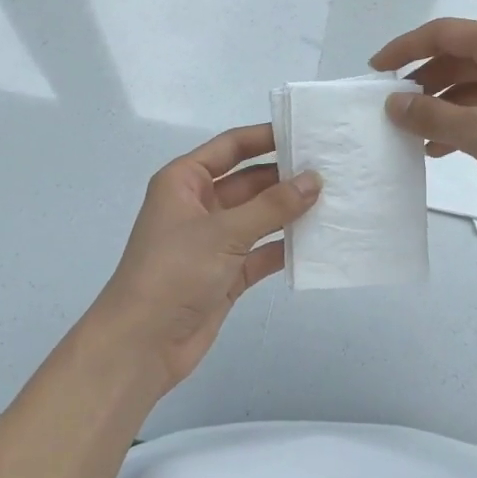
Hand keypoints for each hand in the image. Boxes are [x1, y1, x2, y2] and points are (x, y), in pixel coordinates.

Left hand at [89, 124, 319, 393]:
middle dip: (286, 177)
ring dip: (290, 212)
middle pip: (249, 181)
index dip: (266, 137)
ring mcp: (213, 241)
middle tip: (332, 169)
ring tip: (335, 201)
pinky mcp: (226, 273)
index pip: (231, 147)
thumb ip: (273, 205)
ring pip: (259, 217)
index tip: (306, 132)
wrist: (141, 345)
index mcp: (184, 181)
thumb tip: (315, 179)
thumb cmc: (173, 272)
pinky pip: (262, 251)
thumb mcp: (224, 232)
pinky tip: (318, 241)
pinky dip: (285, 247)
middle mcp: (199, 205)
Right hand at [371, 18, 476, 225]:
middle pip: (456, 57)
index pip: (441, 33)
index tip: (375, 70)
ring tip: (413, 134)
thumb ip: (430, 115)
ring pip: (471, 83)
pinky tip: (443, 148)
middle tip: (392, 108)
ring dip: (441, 106)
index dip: (403, 49)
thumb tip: (393, 103)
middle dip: (421, 82)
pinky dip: (464, 120)